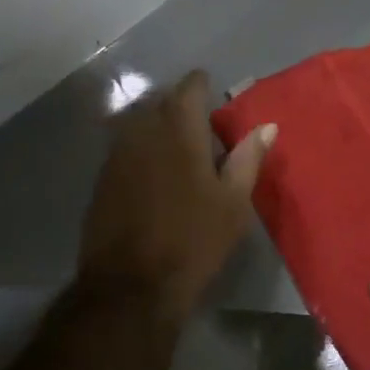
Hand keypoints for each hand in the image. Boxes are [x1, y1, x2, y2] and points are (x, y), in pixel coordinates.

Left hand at [78, 70, 275, 319]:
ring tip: (176, 143)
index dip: (200, 84)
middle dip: (178, 103)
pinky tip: (152, 170)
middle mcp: (143, 133)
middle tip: (199, 120)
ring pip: (137, 122)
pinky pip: (123, 147)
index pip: (188, 89)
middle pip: (159, 102)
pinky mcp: (102, 179)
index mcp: (180, 133)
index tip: (211, 88)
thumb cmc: (194, 241)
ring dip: (157, 124)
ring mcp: (117, 156)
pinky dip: (140, 147)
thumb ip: (248, 159)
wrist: (131, 285)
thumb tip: (267, 126)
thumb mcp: (233, 203)